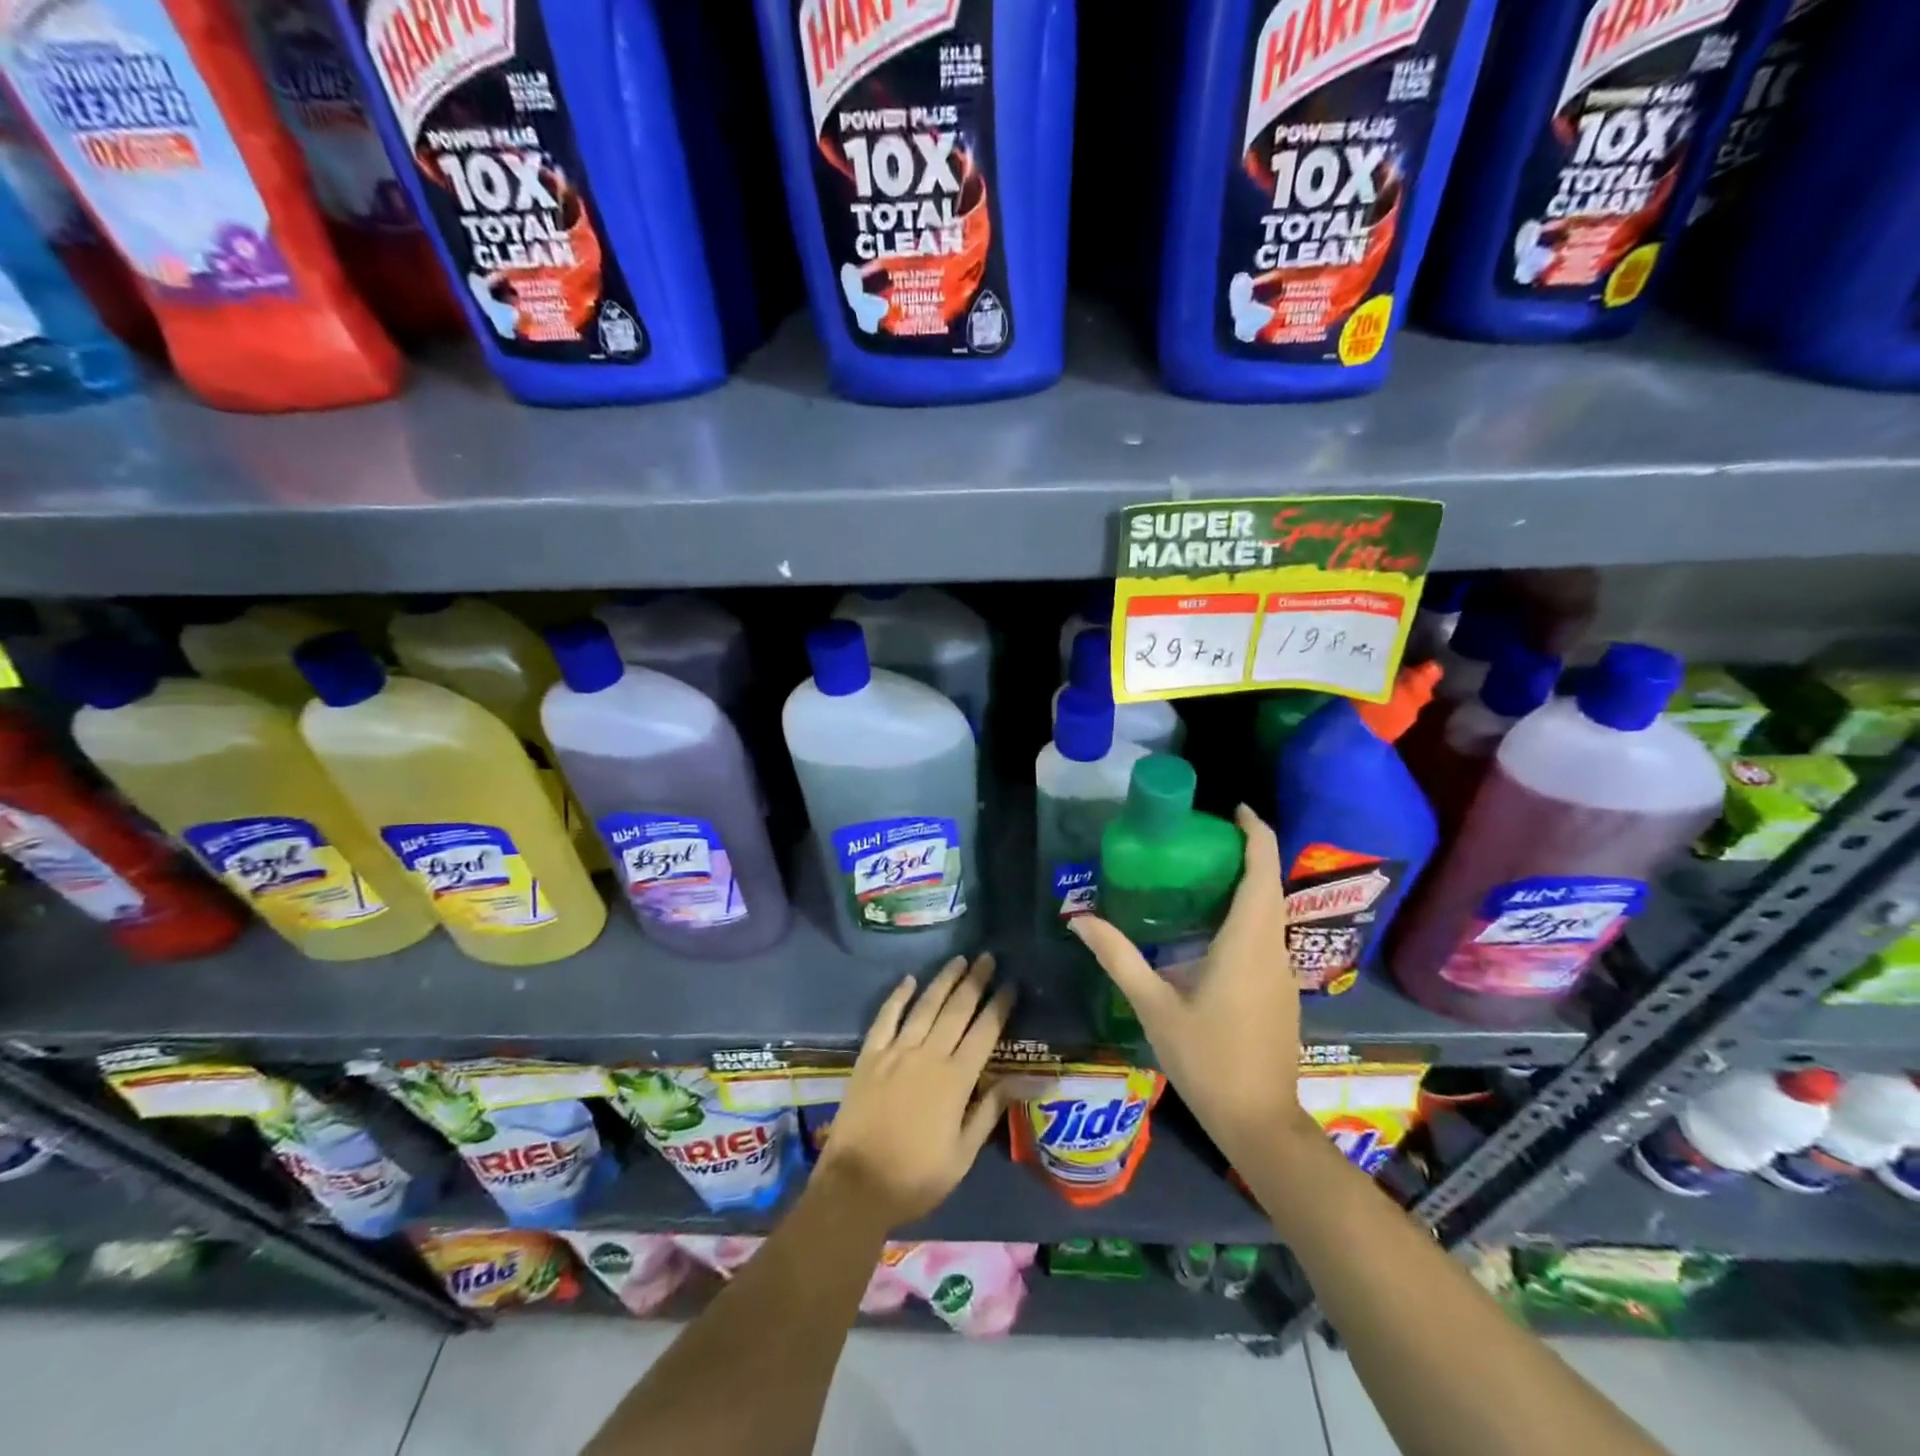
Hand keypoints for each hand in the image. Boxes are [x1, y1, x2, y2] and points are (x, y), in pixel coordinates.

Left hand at [813, 954, 1014, 1229]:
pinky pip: (885, 1018)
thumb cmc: (916, 1178)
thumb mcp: (963, 1153)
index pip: (984, 1032)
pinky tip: (909, 980)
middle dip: (975, 981)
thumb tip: (1026, 1081)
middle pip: (956, 1010)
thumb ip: (990, 1110)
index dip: (999, 1005)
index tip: (1011, 983)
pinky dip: (898, 996)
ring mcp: (895, 1052)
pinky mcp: (869, 1056)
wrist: (856, 1186)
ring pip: (924, 1006)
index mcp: (956, 1080)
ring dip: (943, 980)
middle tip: (988, 957)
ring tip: (959, 959)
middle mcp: (928, 1056)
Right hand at [1071, 805, 1306, 1157]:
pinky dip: (1245, 913)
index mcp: (1247, 941)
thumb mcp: (1153, 1005)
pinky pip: (1266, 934)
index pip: (1262, 869)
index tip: (1234, 809)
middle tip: (1199, 837)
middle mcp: (1273, 947)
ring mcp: (1282, 970)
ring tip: (1198, 872)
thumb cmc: (1206, 1059)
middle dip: (1245, 852)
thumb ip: (1118, 957)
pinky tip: (1208, 927)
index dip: (1256, 832)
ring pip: (1270, 910)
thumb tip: (1079, 918)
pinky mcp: (1281, 989)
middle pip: (1268, 883)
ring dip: (1245, 883)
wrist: (1259, 1122)